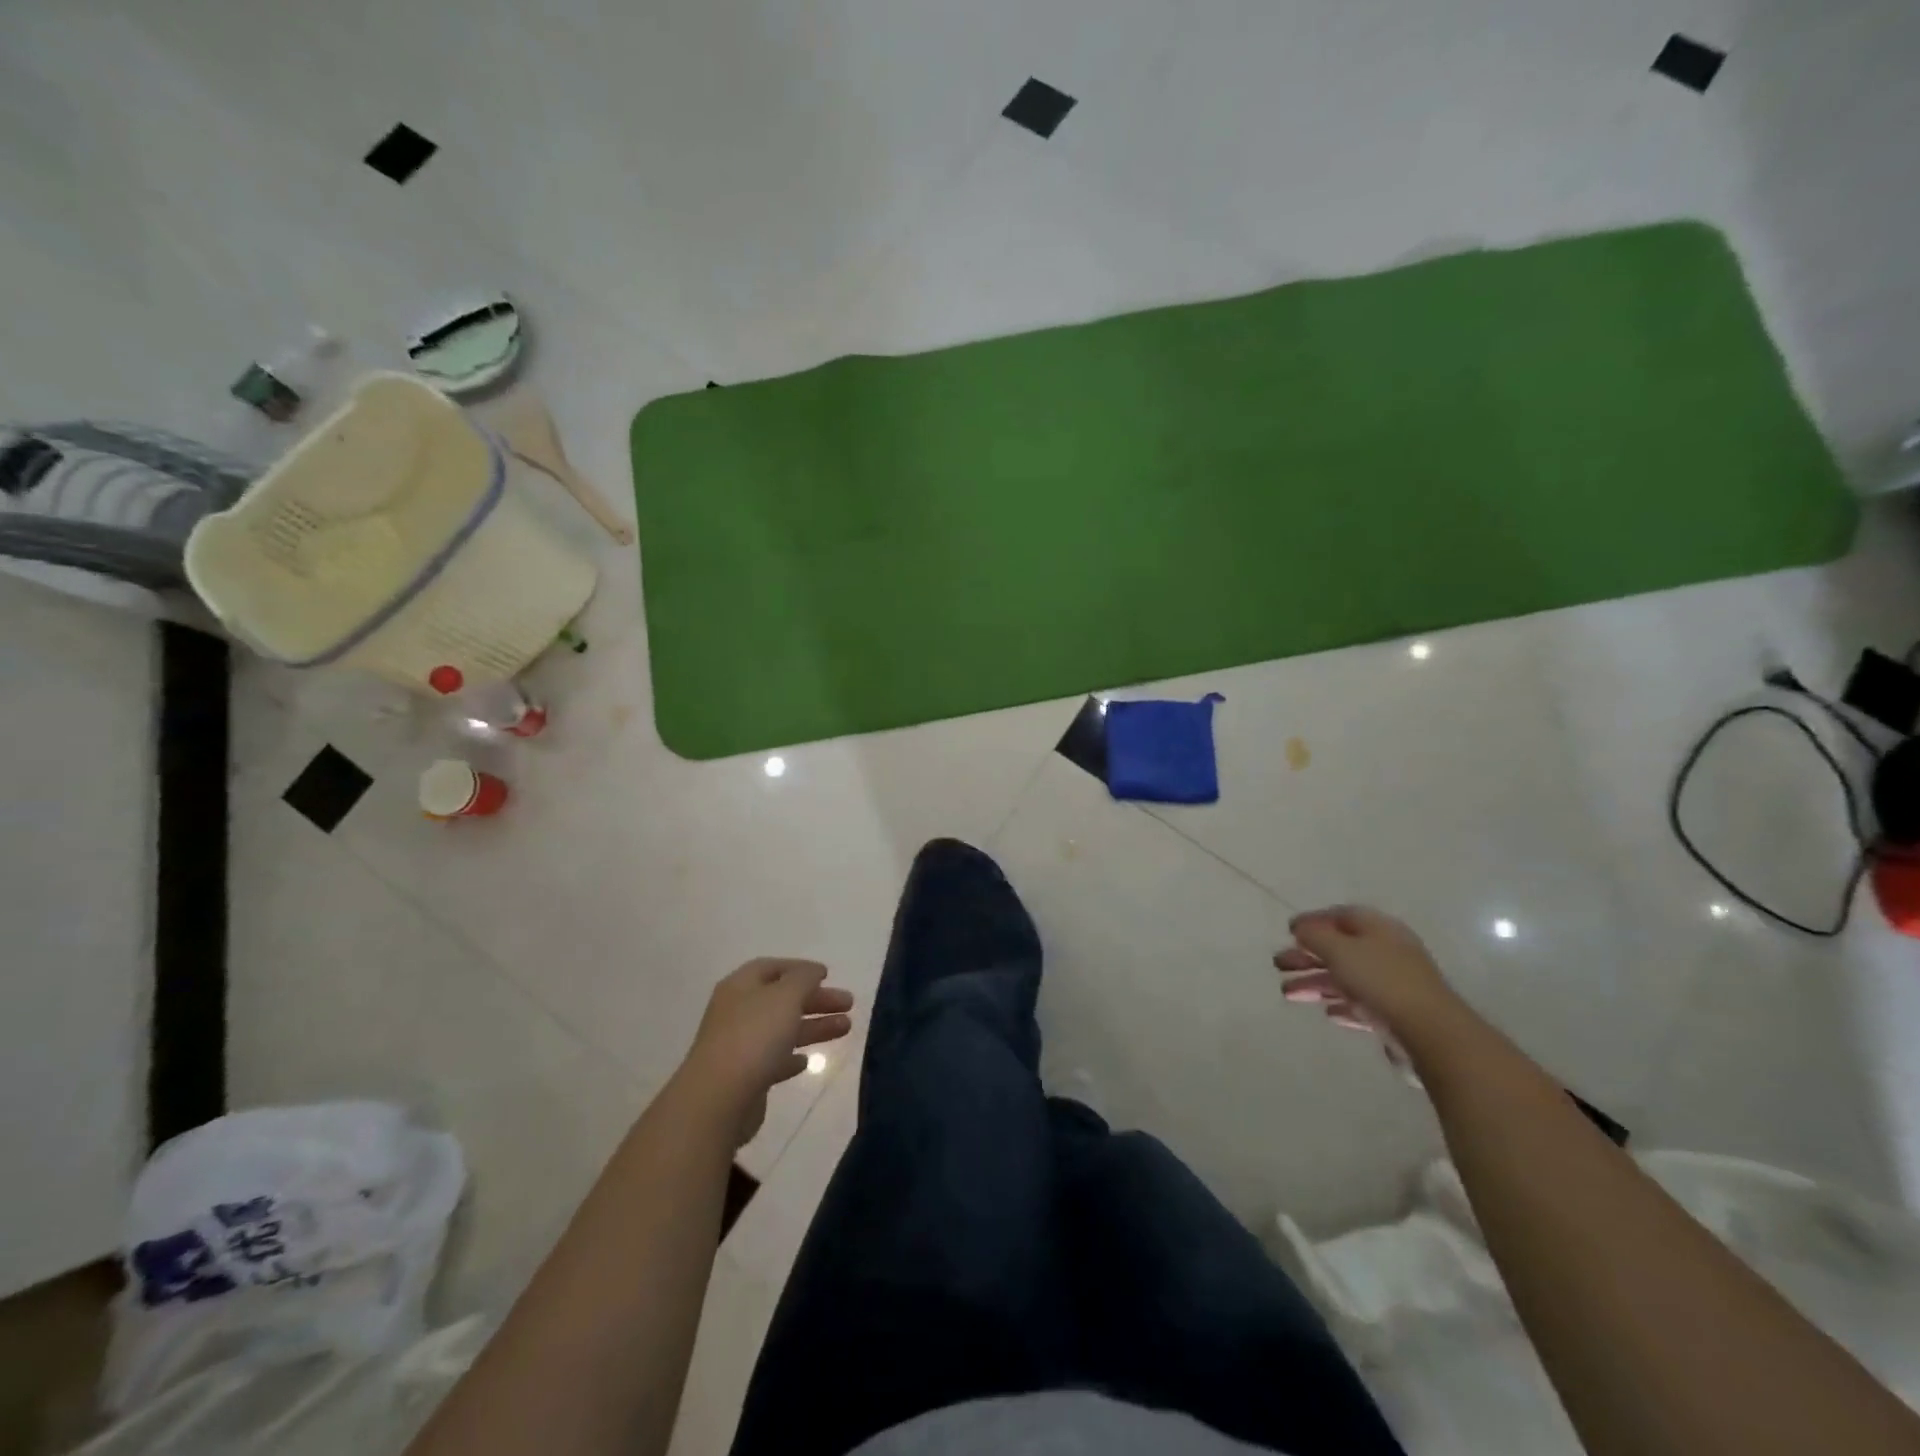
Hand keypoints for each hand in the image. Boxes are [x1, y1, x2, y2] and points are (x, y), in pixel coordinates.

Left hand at [681, 958, 854, 1145]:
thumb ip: (803, 978)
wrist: (718, 1099)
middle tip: (848, 1003)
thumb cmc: (754, 1036)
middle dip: (816, 999)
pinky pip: (773, 1060)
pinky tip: (807, 1061)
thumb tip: (812, 971)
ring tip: (847, 1028)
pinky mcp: (744, 1078)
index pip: (772, 968)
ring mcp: (739, 1046)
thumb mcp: (786, 996)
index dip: (800, 968)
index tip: (828, 975)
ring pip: (782, 1029)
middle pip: (781, 999)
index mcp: (741, 986)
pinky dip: (792, 1057)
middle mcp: (737, 1012)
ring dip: (813, 1026)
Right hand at [1273, 905, 1459, 1047]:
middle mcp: (1387, 952)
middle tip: (1279, 964)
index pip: (1341, 916)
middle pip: (1340, 948)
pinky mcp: (1396, 1015)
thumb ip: (1315, 936)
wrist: (1431, 1034)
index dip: (1313, 921)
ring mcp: (1394, 984)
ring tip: (1287, 993)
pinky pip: (1361, 1004)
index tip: (1288, 932)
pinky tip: (1327, 1013)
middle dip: (1307, 956)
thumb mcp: (1339, 949)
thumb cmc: (1381, 981)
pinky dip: (1341, 1005)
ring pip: (1347, 978)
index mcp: (1378, 929)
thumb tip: (1300, 928)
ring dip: (1316, 983)